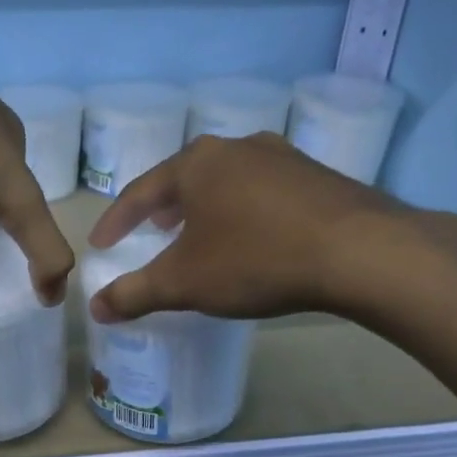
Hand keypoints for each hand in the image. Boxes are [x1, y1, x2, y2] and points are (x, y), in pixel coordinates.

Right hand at [86, 133, 429, 323]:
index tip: (101, 244)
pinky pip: (263, 191)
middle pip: (186, 177)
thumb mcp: (184, 283)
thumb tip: (96, 309)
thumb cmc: (255, 260)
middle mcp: (237, 147)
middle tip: (151, 230)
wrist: (361, 252)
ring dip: (204, 206)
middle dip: (163, 207)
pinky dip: (243, 210)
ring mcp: (282, 157)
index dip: (116, 220)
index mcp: (197, 163)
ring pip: (227, 180)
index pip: (141, 190)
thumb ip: (135, 294)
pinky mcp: (317, 176)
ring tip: (198, 231)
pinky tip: (251, 235)